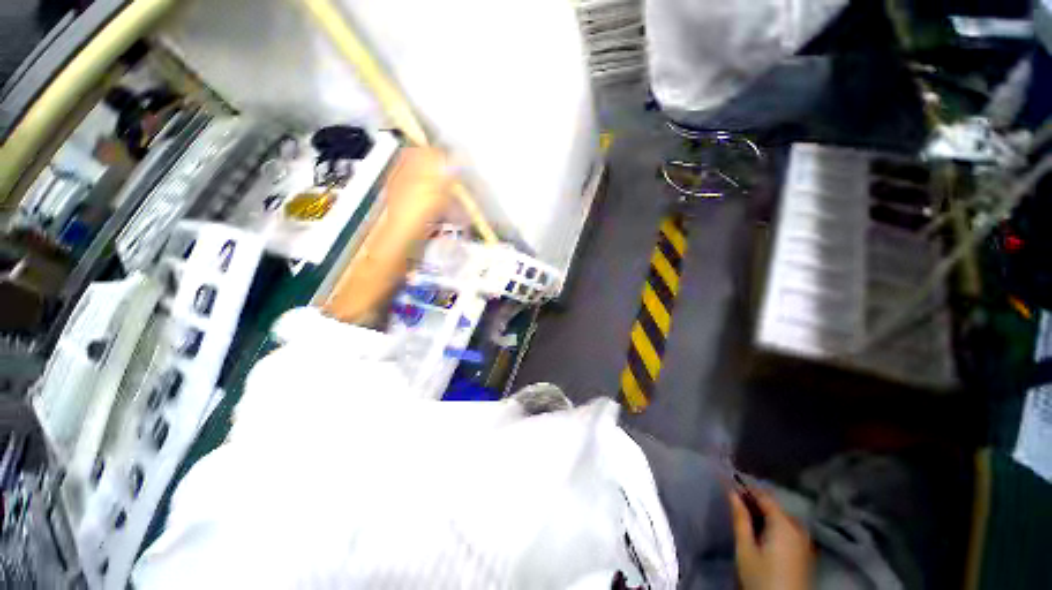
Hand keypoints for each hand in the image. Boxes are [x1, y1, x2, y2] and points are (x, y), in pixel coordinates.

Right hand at [730, 488, 813, 589]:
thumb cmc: (761, 578)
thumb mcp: (745, 549)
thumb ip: (740, 519)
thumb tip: (732, 492)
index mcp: (784, 523)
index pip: (764, 496)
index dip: (747, 487)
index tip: (730, 481)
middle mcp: (798, 528)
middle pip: (775, 507)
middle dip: (756, 502)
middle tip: (737, 502)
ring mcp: (806, 542)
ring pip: (783, 518)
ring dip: (766, 514)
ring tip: (748, 517)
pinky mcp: (806, 554)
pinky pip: (790, 530)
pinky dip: (776, 525)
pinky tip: (765, 532)